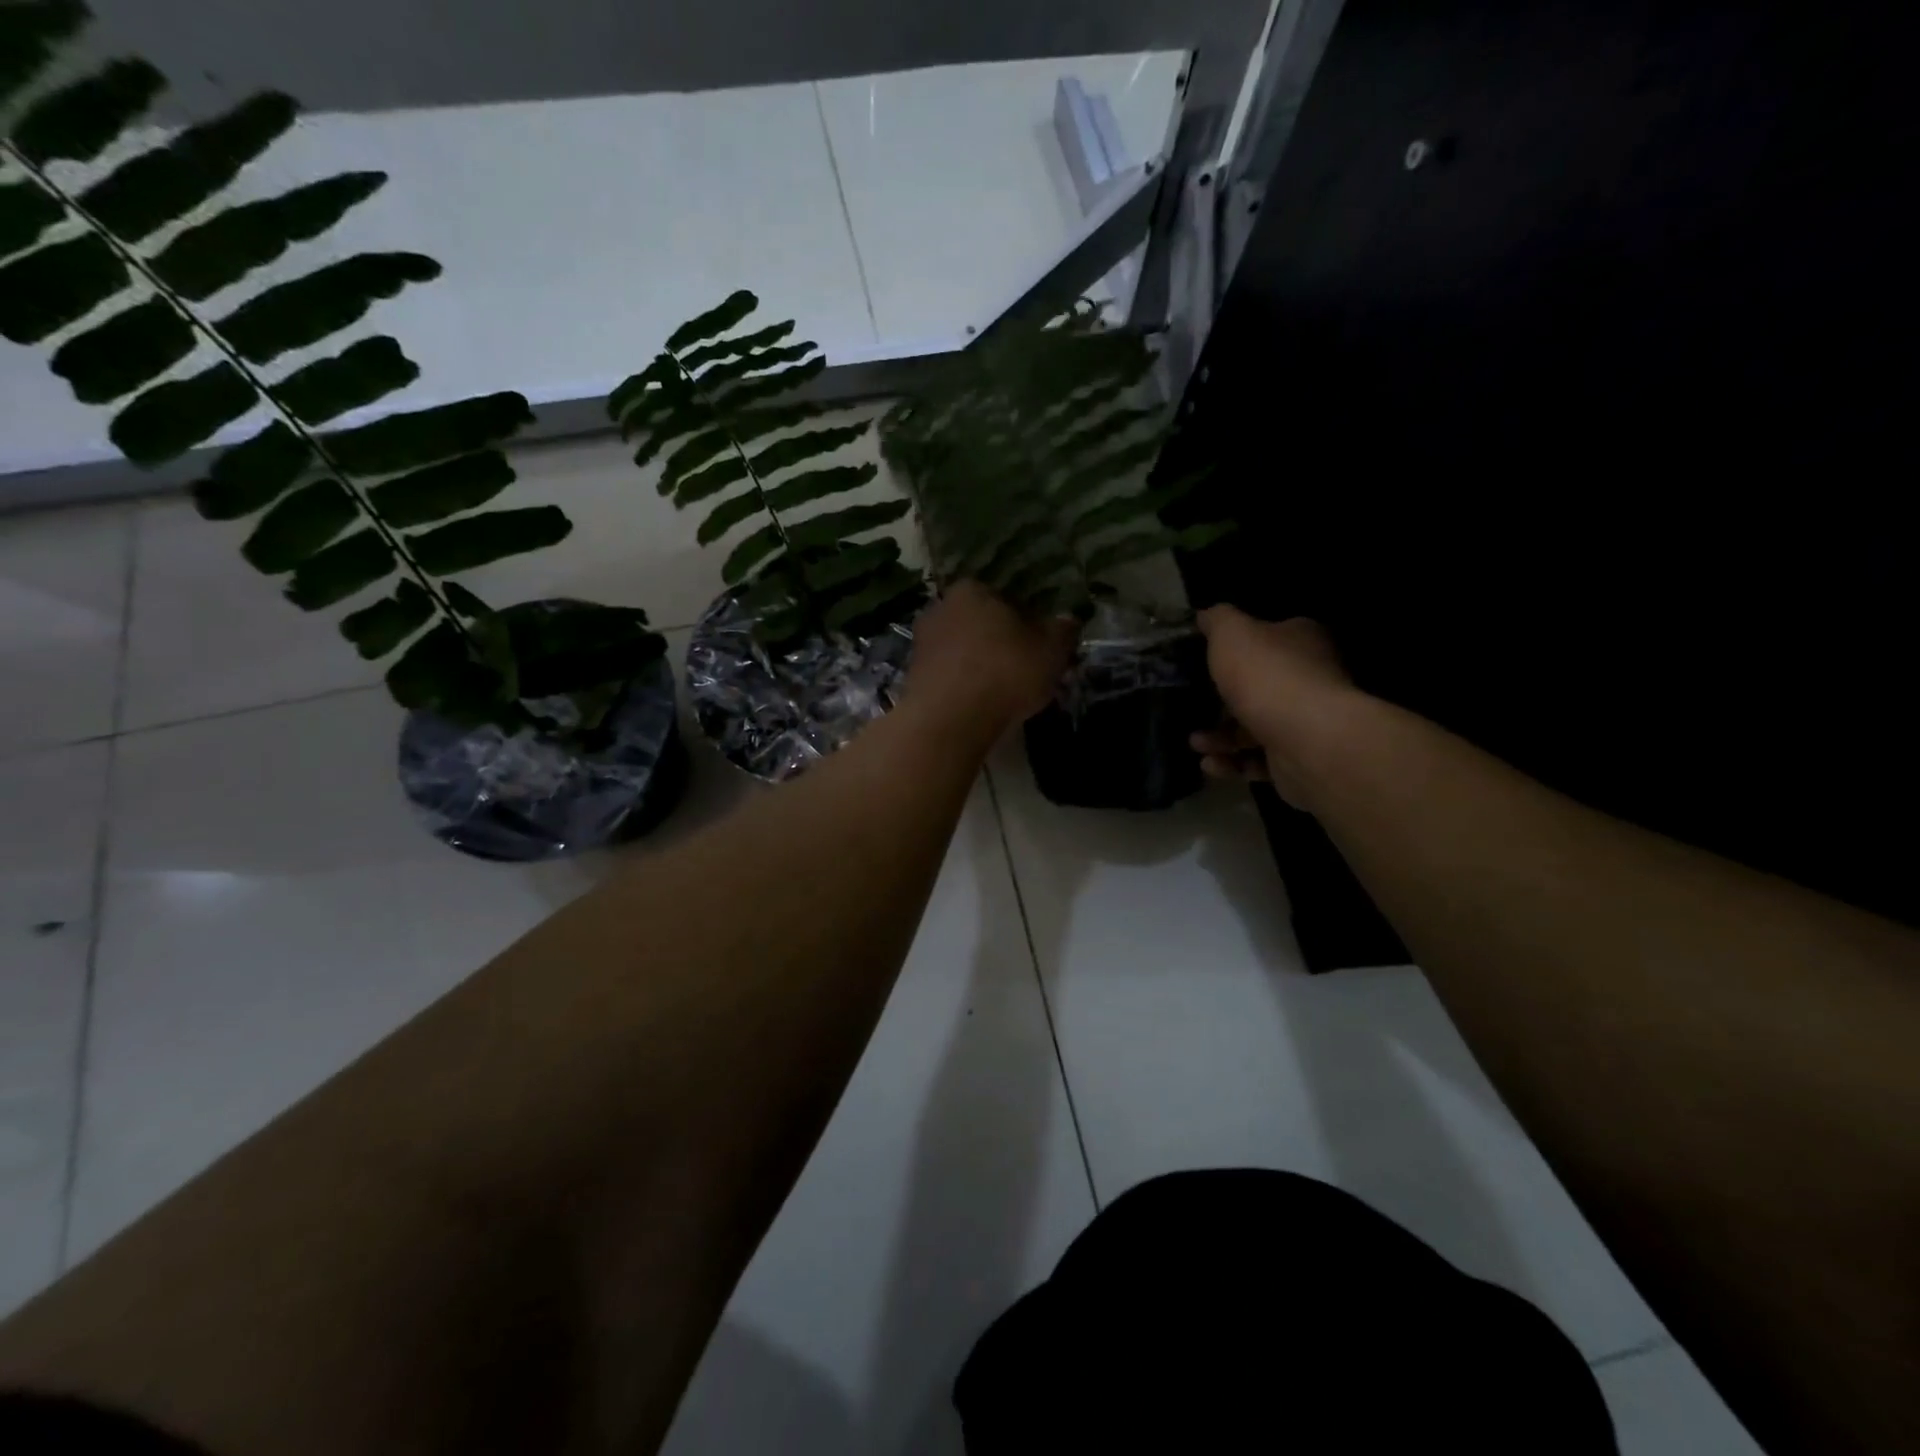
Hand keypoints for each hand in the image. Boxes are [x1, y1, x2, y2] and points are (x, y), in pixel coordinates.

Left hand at [907, 581, 1079, 738]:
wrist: (949, 720)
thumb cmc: (1004, 672)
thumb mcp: (1051, 650)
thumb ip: (1063, 631)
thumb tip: (1068, 620)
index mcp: (972, 590)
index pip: (1004, 597)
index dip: (1026, 620)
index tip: (1039, 645)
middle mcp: (940, 608)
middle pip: (980, 623)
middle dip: (999, 642)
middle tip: (1023, 669)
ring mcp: (921, 644)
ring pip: (961, 650)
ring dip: (979, 666)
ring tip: (1003, 692)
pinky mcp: (912, 677)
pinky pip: (948, 676)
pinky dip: (963, 686)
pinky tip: (978, 705)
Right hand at [1190, 607, 1356, 807]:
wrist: (1307, 740)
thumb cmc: (1267, 676)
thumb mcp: (1231, 633)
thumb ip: (1218, 620)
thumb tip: (1207, 615)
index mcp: (1300, 642)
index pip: (1268, 639)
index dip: (1236, 651)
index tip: (1203, 663)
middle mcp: (1309, 680)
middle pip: (1257, 688)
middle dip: (1219, 703)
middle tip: (1191, 709)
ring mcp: (1305, 724)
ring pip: (1253, 729)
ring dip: (1219, 738)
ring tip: (1196, 743)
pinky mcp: (1298, 761)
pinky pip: (1258, 762)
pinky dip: (1232, 764)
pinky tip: (1211, 764)